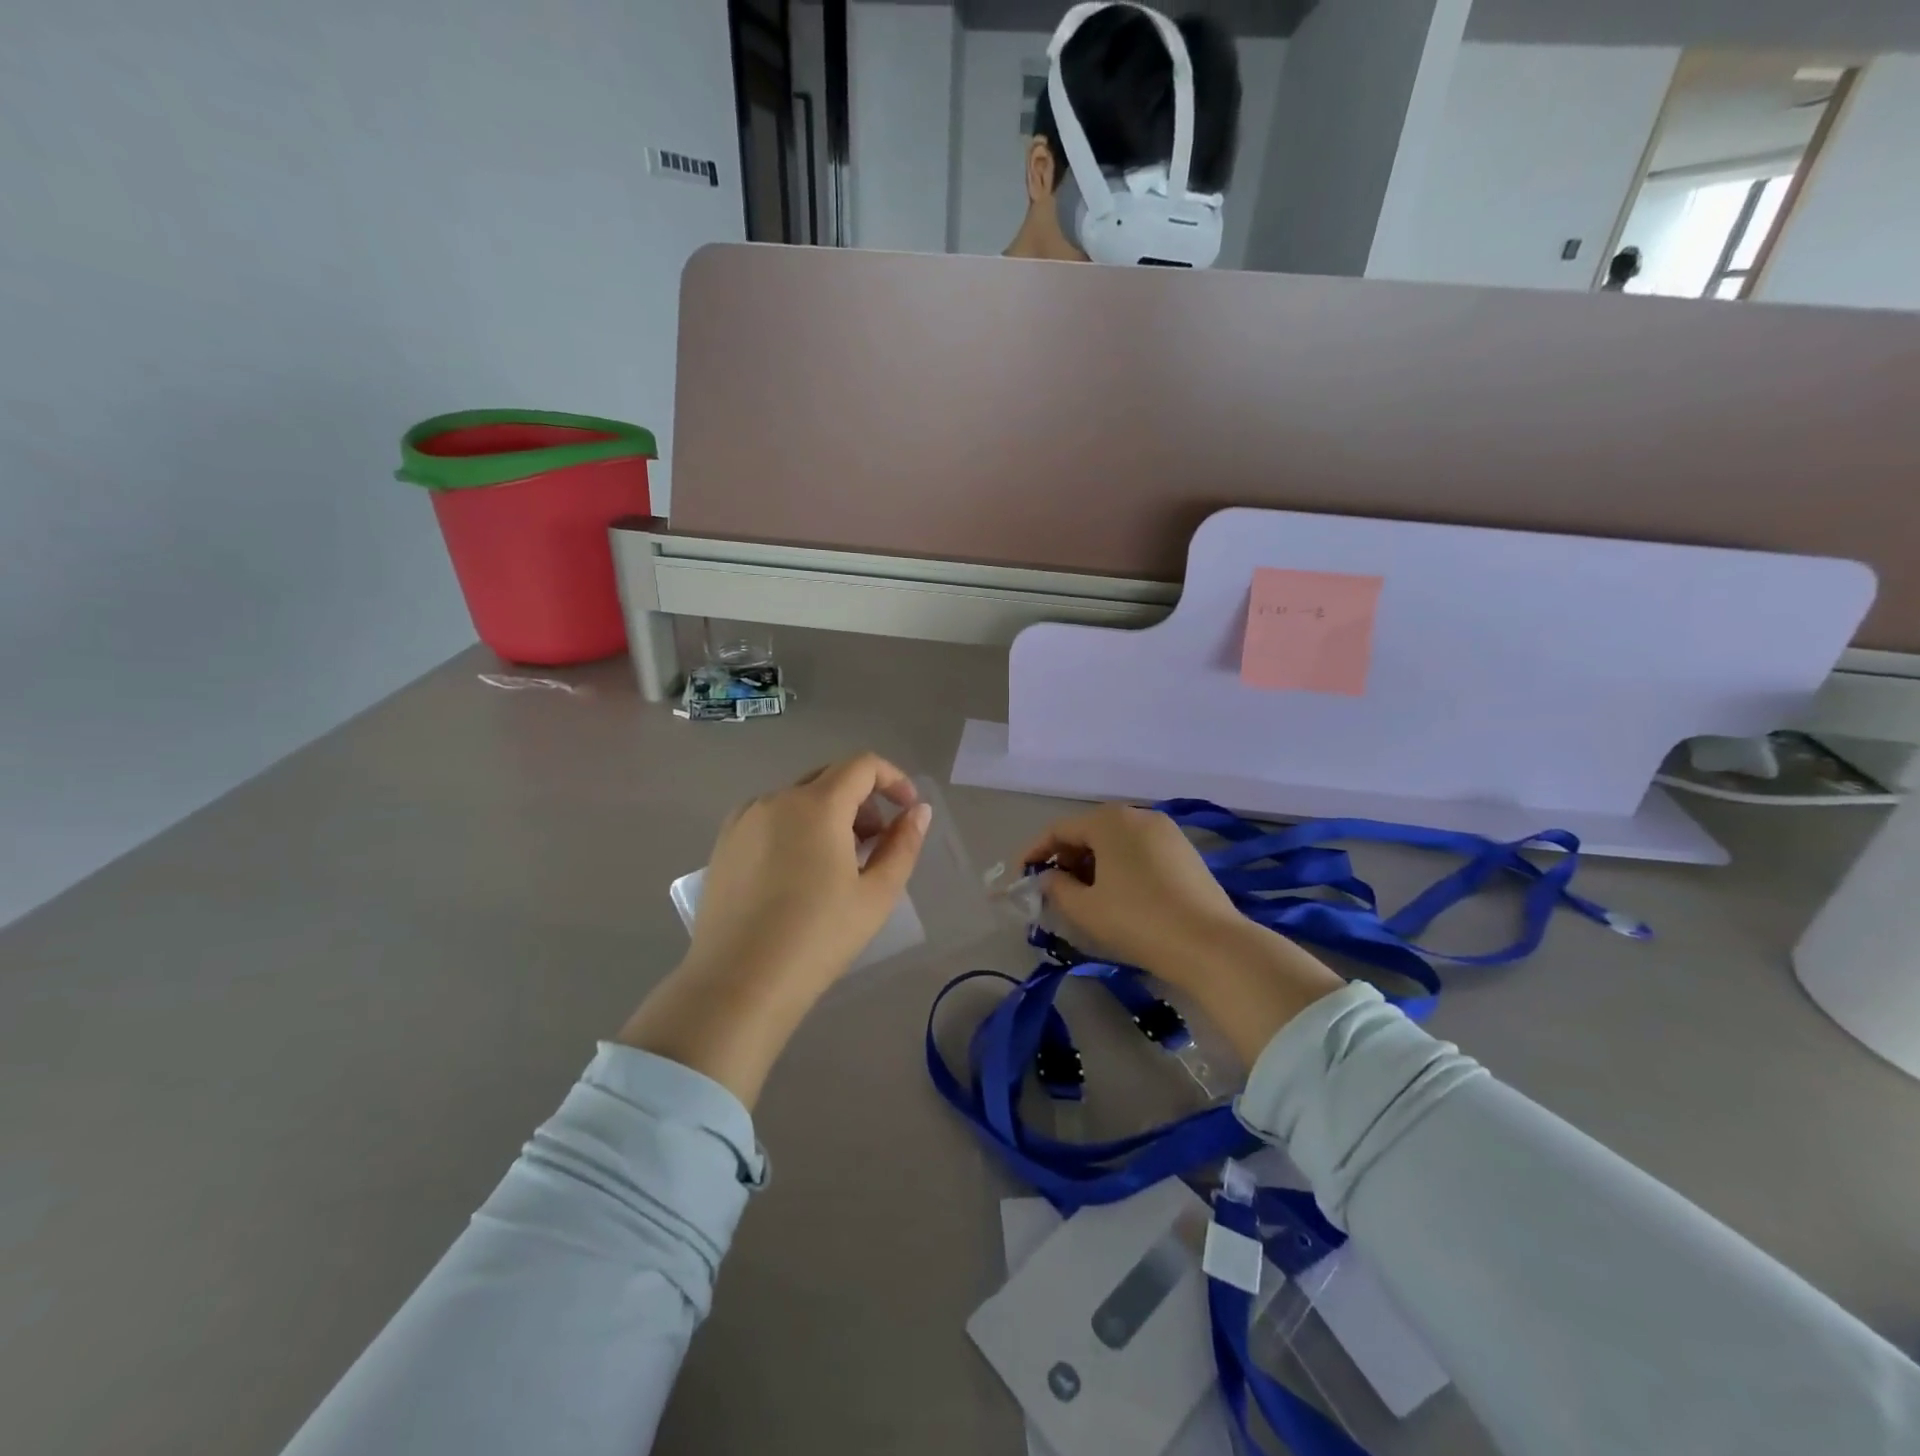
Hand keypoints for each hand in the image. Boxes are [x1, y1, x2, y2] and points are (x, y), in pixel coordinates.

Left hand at [618, 754, 930, 1106]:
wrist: (738, 984)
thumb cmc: (817, 939)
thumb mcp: (875, 895)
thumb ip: (903, 845)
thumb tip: (918, 812)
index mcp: (816, 805)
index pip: (862, 765)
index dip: (893, 779)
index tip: (908, 812)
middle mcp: (776, 799)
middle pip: (830, 777)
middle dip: (863, 800)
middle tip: (876, 843)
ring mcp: (744, 819)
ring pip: (799, 798)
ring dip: (830, 815)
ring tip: (839, 865)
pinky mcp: (723, 843)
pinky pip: (771, 818)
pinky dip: (797, 828)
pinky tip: (800, 874)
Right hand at [1022, 803, 1251, 987]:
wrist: (1211, 944)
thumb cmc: (1138, 920)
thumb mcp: (1085, 908)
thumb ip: (1056, 887)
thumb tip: (1049, 878)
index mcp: (1110, 820)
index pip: (1059, 830)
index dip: (1035, 852)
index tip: (1020, 876)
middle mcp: (1138, 815)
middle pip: (1089, 831)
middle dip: (1066, 857)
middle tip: (1052, 888)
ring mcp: (1166, 831)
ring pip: (1116, 841)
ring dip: (1093, 863)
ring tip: (1084, 895)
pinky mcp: (1185, 851)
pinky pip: (1140, 850)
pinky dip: (1120, 866)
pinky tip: (1118, 895)